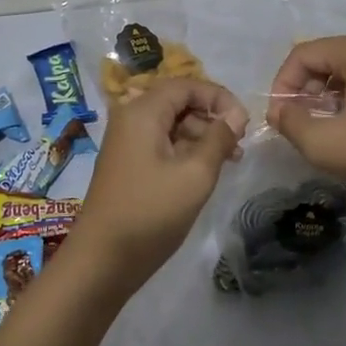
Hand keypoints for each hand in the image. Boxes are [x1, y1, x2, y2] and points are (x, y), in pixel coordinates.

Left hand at [73, 78, 248, 294]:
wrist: (102, 260)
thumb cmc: (151, 212)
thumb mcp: (195, 174)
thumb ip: (219, 138)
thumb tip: (236, 115)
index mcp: (143, 111)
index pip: (187, 85)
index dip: (219, 97)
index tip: (243, 122)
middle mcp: (131, 118)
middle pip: (178, 102)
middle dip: (211, 117)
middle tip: (239, 143)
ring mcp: (126, 141)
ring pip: (171, 124)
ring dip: (201, 136)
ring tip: (230, 160)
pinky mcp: (127, 163)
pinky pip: (161, 142)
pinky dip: (185, 150)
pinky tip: (206, 170)